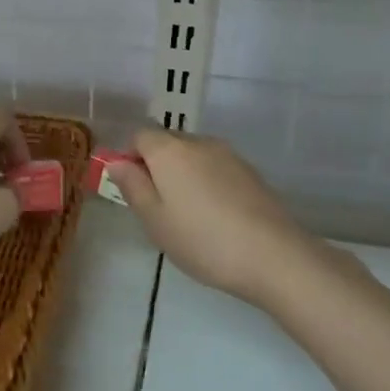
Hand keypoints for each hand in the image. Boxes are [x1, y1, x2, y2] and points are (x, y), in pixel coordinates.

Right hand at [108, 129, 326, 309]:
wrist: (272, 255)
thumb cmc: (202, 239)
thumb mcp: (155, 219)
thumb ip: (133, 186)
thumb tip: (117, 161)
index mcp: (169, 150)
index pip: (139, 135)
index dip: (130, 157)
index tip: (133, 190)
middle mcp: (199, 142)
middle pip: (168, 142)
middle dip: (157, 166)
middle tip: (158, 207)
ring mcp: (229, 155)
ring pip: (194, 155)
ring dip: (184, 175)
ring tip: (188, 215)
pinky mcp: (251, 172)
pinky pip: (217, 168)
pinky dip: (208, 183)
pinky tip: (216, 216)